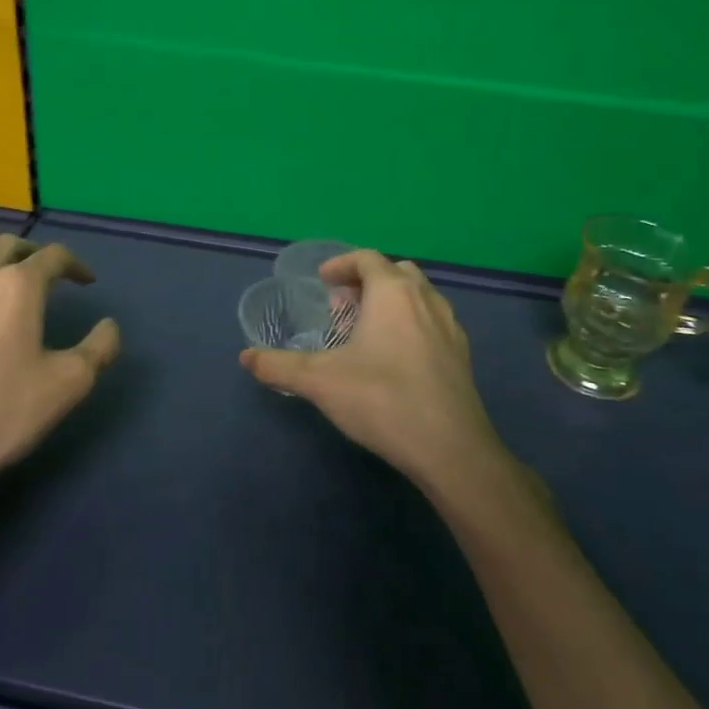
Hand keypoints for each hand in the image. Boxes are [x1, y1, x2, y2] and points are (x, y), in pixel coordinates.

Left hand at [0, 235, 119, 507]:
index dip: (75, 265)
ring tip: (0, 290)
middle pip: (7, 246)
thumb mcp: (69, 385)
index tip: (86, 282)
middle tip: (46, 275)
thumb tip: (109, 326)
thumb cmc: (1, 414)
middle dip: (32, 255)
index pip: (53, 256)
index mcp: (16, 286)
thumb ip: (100, 348)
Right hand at [240, 251, 506, 489]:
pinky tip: (396, 359)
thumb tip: (246, 357)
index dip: (341, 264)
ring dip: (392, 301)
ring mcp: (450, 327)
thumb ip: (280, 366)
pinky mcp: (463, 356)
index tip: (323, 280)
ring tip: (367, 330)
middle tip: (343, 304)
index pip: (367, 259)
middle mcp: (426, 300)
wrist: (450, 449)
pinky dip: (412, 325)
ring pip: (420, 296)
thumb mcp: (320, 382)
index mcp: (393, 293)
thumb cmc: (382, 400)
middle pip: (397, 272)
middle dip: (368, 280)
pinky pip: (433, 323)